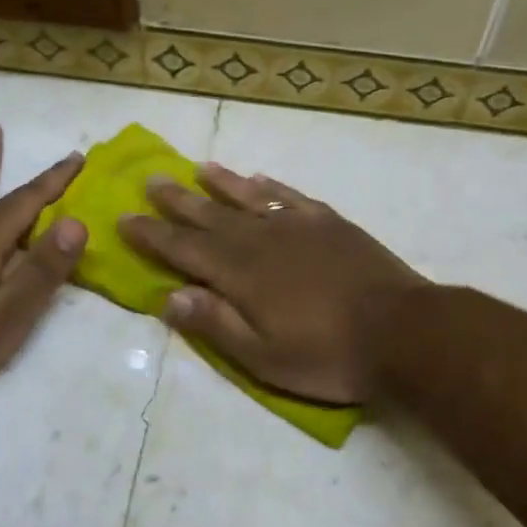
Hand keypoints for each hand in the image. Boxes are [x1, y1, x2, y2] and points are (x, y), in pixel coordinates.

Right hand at [118, 165, 426, 405]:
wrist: (402, 330)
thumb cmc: (329, 355)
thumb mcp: (265, 358)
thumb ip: (217, 324)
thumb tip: (170, 297)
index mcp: (242, 274)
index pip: (185, 250)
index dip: (152, 235)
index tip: (124, 218)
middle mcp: (263, 240)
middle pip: (210, 216)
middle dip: (177, 201)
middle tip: (150, 180)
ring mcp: (299, 226)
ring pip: (249, 198)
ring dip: (220, 183)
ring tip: (197, 168)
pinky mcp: (330, 223)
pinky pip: (291, 196)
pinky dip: (271, 186)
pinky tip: (259, 179)